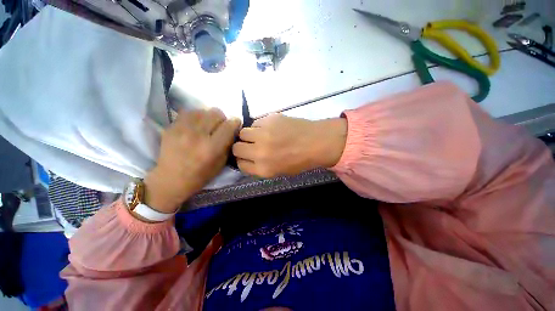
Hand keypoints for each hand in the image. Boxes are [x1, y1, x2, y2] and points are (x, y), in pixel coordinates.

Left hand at [144, 109, 240, 212]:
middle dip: (222, 119)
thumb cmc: (201, 175)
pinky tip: (196, 125)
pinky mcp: (171, 127)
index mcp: (212, 148)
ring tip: (207, 125)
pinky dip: (196, 116)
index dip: (235, 122)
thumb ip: (228, 144)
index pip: (229, 125)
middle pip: (216, 113)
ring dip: (209, 117)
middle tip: (220, 126)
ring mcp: (182, 129)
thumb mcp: (221, 163)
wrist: (171, 179)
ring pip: (202, 110)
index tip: (235, 124)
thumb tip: (232, 129)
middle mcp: (197, 135)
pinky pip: (188, 112)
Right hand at [232, 114, 346, 177]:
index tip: (246, 156)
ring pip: (242, 133)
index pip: (240, 164)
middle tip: (251, 145)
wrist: (316, 142)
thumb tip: (247, 158)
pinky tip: (270, 128)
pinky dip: (259, 126)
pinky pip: (255, 123)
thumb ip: (260, 167)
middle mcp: (260, 152)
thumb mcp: (278, 171)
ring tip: (261, 135)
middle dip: (242, 147)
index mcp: (263, 169)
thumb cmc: (300, 160)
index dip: (242, 159)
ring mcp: (263, 134)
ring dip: (249, 135)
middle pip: (236, 148)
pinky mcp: (269, 119)